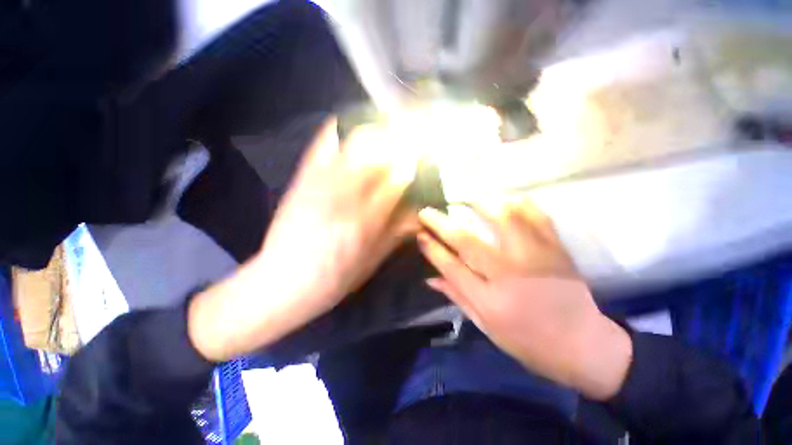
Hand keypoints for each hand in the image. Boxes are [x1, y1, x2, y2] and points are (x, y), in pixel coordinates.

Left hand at [188, 119, 418, 361]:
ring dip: (375, 132)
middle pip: (379, 152)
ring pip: (354, 141)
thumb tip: (418, 211)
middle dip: (398, 141)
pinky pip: (322, 142)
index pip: (399, 178)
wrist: (283, 282)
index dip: (414, 165)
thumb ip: (397, 232)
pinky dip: (339, 128)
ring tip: (385, 134)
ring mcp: (321, 183)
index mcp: (367, 220)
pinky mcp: (302, 177)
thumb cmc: (336, 277)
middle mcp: (346, 196)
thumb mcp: (374, 260)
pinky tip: (350, 129)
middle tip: (407, 141)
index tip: (421, 160)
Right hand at [417, 200, 631, 400]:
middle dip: (441, 223)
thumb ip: (458, 297)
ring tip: (464, 197)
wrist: (585, 345)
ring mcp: (535, 258)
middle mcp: (510, 276)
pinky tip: (505, 198)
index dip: (432, 248)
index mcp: (491, 301)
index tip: (419, 234)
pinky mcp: (556, 250)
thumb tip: (430, 278)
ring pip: (503, 221)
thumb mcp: (487, 327)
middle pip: (467, 242)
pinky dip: (520, 204)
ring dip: (478, 205)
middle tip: (427, 211)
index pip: (451, 267)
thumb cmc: (529, 342)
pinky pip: (536, 217)